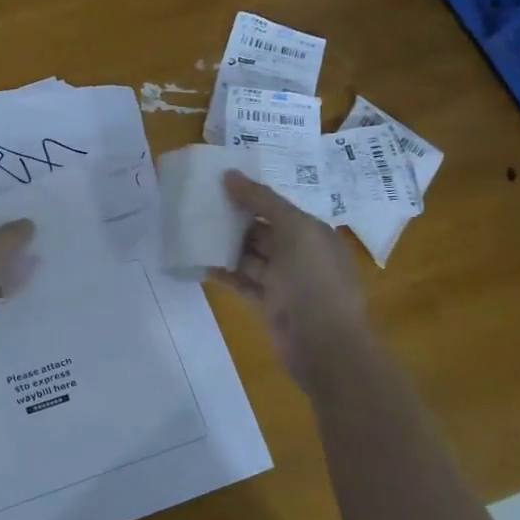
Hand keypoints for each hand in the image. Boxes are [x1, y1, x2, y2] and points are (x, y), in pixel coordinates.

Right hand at [214, 171, 368, 391]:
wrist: (326, 345)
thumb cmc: (316, 280)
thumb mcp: (296, 230)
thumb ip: (263, 201)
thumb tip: (230, 175)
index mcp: (313, 233)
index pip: (277, 207)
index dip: (251, 195)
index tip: (218, 183)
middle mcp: (300, 254)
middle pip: (262, 231)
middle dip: (234, 219)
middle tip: (198, 205)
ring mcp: (284, 282)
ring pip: (250, 257)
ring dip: (225, 245)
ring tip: (193, 230)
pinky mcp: (269, 304)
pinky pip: (243, 282)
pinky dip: (224, 274)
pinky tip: (200, 263)